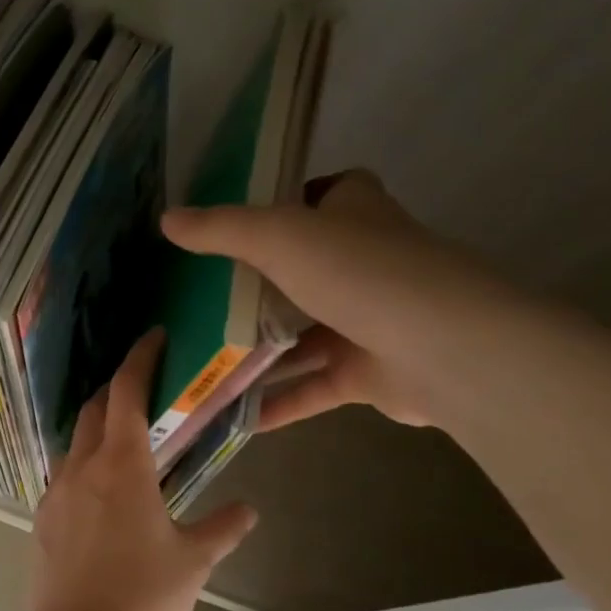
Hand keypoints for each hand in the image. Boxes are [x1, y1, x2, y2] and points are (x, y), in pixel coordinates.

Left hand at [31, 329, 258, 610]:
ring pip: (74, 442)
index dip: (139, 360)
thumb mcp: (194, 560)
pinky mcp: (42, 518)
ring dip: (97, 429)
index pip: (127, 393)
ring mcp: (55, 492)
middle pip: (95, 410)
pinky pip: (62, 475)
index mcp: (122, 465)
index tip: (152, 339)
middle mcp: (82, 467)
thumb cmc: (145, 594)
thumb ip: (222, 528)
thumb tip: (248, 511)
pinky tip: (98, 490)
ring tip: (122, 439)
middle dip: (116, 390)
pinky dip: (82, 465)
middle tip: (142, 389)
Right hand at [161, 171, 523, 431]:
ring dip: (257, 350)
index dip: (275, 204)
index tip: (225, 225)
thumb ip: (222, 229)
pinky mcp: (366, 371)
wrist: (443, 348)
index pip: (315, 196)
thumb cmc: (360, 273)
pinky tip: (234, 414)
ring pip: (300, 334)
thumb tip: (167, 219)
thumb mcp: (278, 237)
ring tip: (200, 358)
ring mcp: (366, 319)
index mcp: (352, 213)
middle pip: (298, 269)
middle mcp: (362, 262)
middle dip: (251, 285)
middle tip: (194, 298)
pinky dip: (277, 400)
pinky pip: (310, 386)